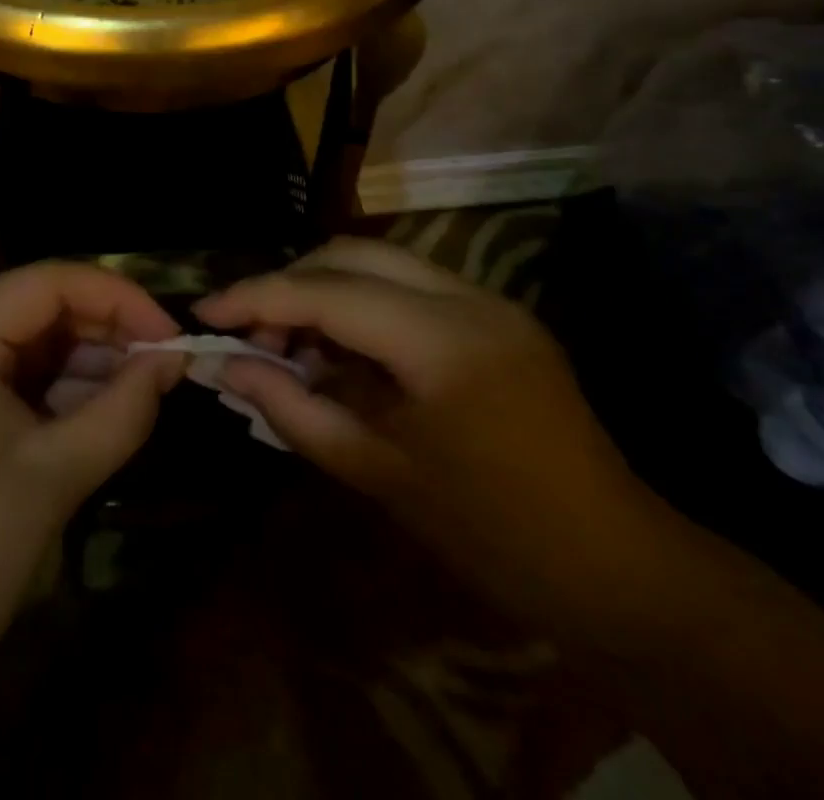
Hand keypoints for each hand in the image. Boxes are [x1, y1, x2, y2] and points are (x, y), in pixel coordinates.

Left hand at [0, 262, 185, 663]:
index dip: (115, 296)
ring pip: (22, 342)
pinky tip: (95, 409)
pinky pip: (5, 376)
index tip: (167, 333)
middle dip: (101, 329)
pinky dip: (52, 387)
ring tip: (138, 388)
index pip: (44, 282)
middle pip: (33, 307)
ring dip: (81, 359)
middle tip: (161, 362)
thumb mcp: (57, 474)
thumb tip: (172, 361)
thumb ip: (124, 408)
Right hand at [196, 238, 652, 620]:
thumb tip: (227, 367)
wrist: (620, 570)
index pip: (326, 291)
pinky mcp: (495, 314)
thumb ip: (293, 410)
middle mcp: (467, 297)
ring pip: (378, 261)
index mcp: (442, 341)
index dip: (256, 297)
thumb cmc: (494, 535)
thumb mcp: (378, 474)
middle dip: (288, 283)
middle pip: (350, 254)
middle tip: (248, 333)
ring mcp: (488, 299)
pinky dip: (359, 304)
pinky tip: (340, 350)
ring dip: (323, 289)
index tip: (204, 313)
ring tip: (289, 345)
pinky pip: (406, 286)